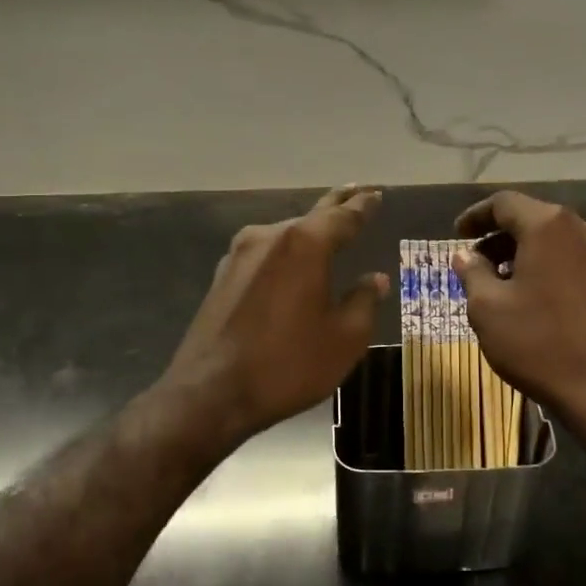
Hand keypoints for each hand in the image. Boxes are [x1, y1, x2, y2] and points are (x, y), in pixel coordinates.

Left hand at [163, 186, 388, 446]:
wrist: (210, 393)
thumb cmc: (287, 365)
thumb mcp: (343, 339)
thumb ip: (363, 302)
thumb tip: (374, 279)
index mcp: (305, 245)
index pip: (344, 216)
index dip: (363, 206)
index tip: (375, 195)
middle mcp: (269, 237)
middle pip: (312, 216)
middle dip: (337, 204)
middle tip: (357, 191)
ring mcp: (239, 255)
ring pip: (285, 235)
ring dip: (308, 231)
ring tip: (328, 229)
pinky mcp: (222, 276)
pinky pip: (264, 254)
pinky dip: (285, 253)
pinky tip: (291, 265)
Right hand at [453, 191, 585, 446]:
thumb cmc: (541, 345)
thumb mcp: (488, 310)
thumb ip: (472, 273)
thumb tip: (466, 255)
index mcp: (550, 225)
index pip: (505, 203)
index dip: (476, 216)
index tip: (458, 235)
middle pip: (535, 220)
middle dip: (502, 240)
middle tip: (478, 266)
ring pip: (560, 243)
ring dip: (529, 256)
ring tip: (508, 287)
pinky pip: (581, 263)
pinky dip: (555, 270)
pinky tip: (542, 301)